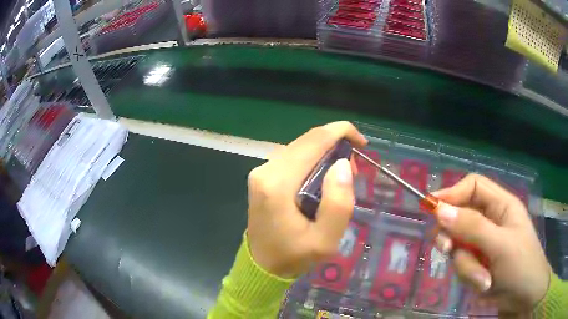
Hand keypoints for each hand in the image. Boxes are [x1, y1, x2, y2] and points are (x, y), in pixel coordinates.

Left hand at [246, 122, 366, 277]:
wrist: (262, 265)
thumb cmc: (294, 256)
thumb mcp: (325, 241)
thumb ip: (338, 203)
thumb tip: (341, 164)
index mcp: (279, 183)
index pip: (314, 141)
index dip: (341, 132)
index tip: (362, 143)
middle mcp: (266, 169)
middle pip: (307, 141)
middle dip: (336, 145)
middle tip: (354, 169)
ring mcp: (262, 171)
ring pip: (301, 147)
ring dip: (325, 152)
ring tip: (341, 176)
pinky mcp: (263, 176)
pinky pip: (293, 157)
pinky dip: (313, 159)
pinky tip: (323, 178)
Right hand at [432, 174, 550, 313]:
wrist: (524, 299)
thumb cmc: (521, 266)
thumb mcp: (499, 246)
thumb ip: (472, 227)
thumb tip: (439, 210)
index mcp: (501, 206)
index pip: (473, 186)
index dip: (453, 193)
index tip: (432, 207)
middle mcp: (491, 221)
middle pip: (461, 217)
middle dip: (454, 236)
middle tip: (449, 250)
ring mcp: (484, 244)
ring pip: (459, 246)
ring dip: (466, 266)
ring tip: (482, 280)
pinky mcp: (479, 264)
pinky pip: (462, 265)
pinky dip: (469, 276)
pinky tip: (482, 284)